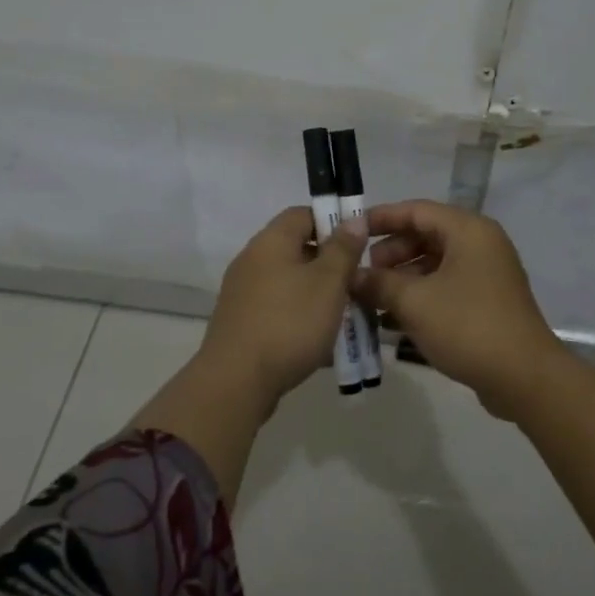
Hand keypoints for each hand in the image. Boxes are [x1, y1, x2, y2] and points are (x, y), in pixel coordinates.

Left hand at [199, 206, 368, 406]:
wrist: (237, 381)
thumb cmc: (290, 323)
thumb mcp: (328, 283)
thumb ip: (343, 249)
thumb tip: (354, 219)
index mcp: (270, 242)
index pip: (302, 214)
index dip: (332, 222)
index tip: (357, 245)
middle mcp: (251, 260)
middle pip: (295, 248)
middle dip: (328, 262)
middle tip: (355, 282)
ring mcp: (242, 292)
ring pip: (288, 281)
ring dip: (316, 292)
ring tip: (343, 313)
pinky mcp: (241, 322)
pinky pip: (277, 307)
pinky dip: (299, 315)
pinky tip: (318, 338)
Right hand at [351, 200, 573, 418]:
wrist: (523, 376)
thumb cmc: (467, 326)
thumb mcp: (415, 302)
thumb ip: (379, 283)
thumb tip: (351, 276)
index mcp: (468, 231)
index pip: (417, 210)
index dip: (381, 218)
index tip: (351, 231)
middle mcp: (480, 244)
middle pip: (426, 236)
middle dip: (390, 253)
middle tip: (362, 274)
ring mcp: (486, 274)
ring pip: (435, 264)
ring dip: (402, 278)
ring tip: (372, 299)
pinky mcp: (487, 301)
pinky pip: (446, 287)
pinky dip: (420, 296)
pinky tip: (393, 319)